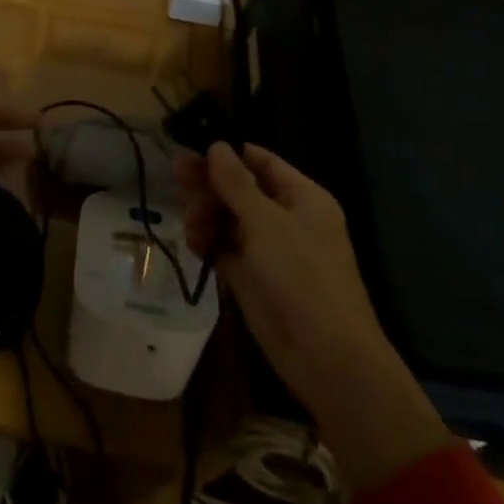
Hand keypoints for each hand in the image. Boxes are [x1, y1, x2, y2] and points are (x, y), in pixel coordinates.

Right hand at [176, 142, 449, 488]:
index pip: (261, 162)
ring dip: (206, 215)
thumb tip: (217, 145)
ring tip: (192, 223)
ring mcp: (269, 250)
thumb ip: (236, 183)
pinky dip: (209, 244)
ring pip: (228, 219)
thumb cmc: (302, 276)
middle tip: (177, 175)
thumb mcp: (266, 222)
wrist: (326, 357)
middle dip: (210, 184)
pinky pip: (225, 250)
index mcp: (302, 197)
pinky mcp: (253, 279)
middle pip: (240, 189)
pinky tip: (195, 244)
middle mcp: (286, 219)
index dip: (228, 153)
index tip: (192, 147)